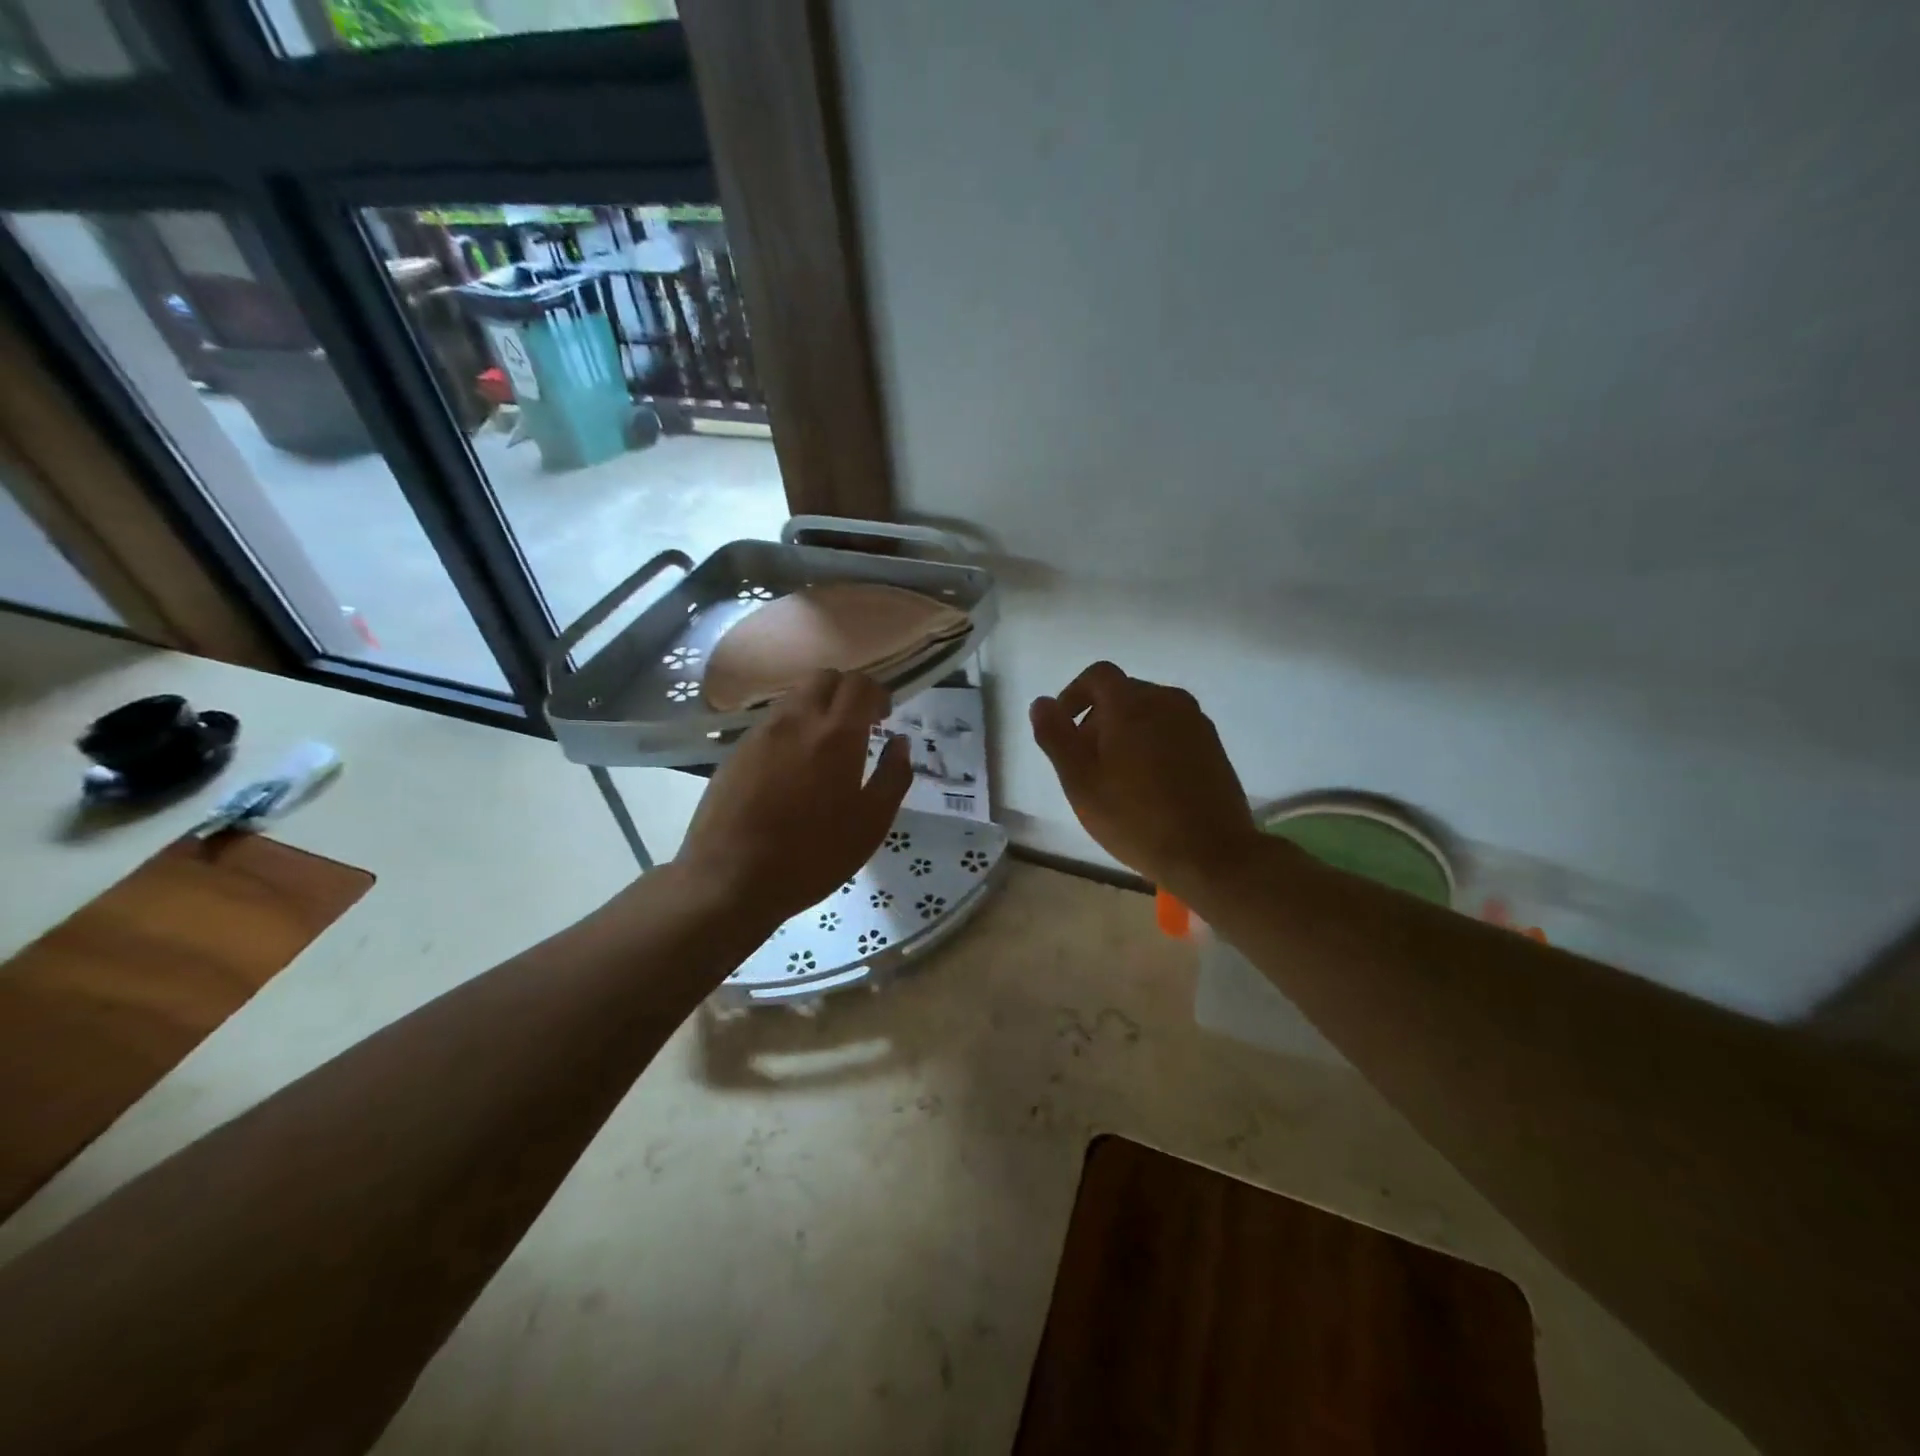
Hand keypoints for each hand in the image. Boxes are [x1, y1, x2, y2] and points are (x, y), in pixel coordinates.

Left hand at [676, 670, 912, 926]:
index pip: (859, 685)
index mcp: (836, 734)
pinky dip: (792, 727)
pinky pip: (772, 721)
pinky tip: (794, 765)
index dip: (877, 693)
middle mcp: (797, 720)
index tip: (884, 717)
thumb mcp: (871, 824)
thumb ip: (893, 776)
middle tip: (859, 723)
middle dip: (847, 691)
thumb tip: (900, 742)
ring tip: (826, 745)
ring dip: (818, 707)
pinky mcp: (736, 751)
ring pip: (795, 696)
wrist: (731, 879)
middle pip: (824, 678)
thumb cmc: (813, 856)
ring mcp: (761, 733)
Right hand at [1030, 661, 1260, 898]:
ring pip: (1149, 712)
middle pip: (1124, 693)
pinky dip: (1152, 743)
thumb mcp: (1080, 782)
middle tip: (1086, 763)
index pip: (1098, 675)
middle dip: (1098, 718)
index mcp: (1132, 704)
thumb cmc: (1135, 819)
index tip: (1064, 727)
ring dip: (1126, 732)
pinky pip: (1172, 729)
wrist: (1211, 854)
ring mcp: (1195, 722)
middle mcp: (1167, 701)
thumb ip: (1056, 737)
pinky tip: (1149, 785)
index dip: (1074, 694)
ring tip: (1117, 777)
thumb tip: (1042, 703)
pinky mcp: (1213, 745)